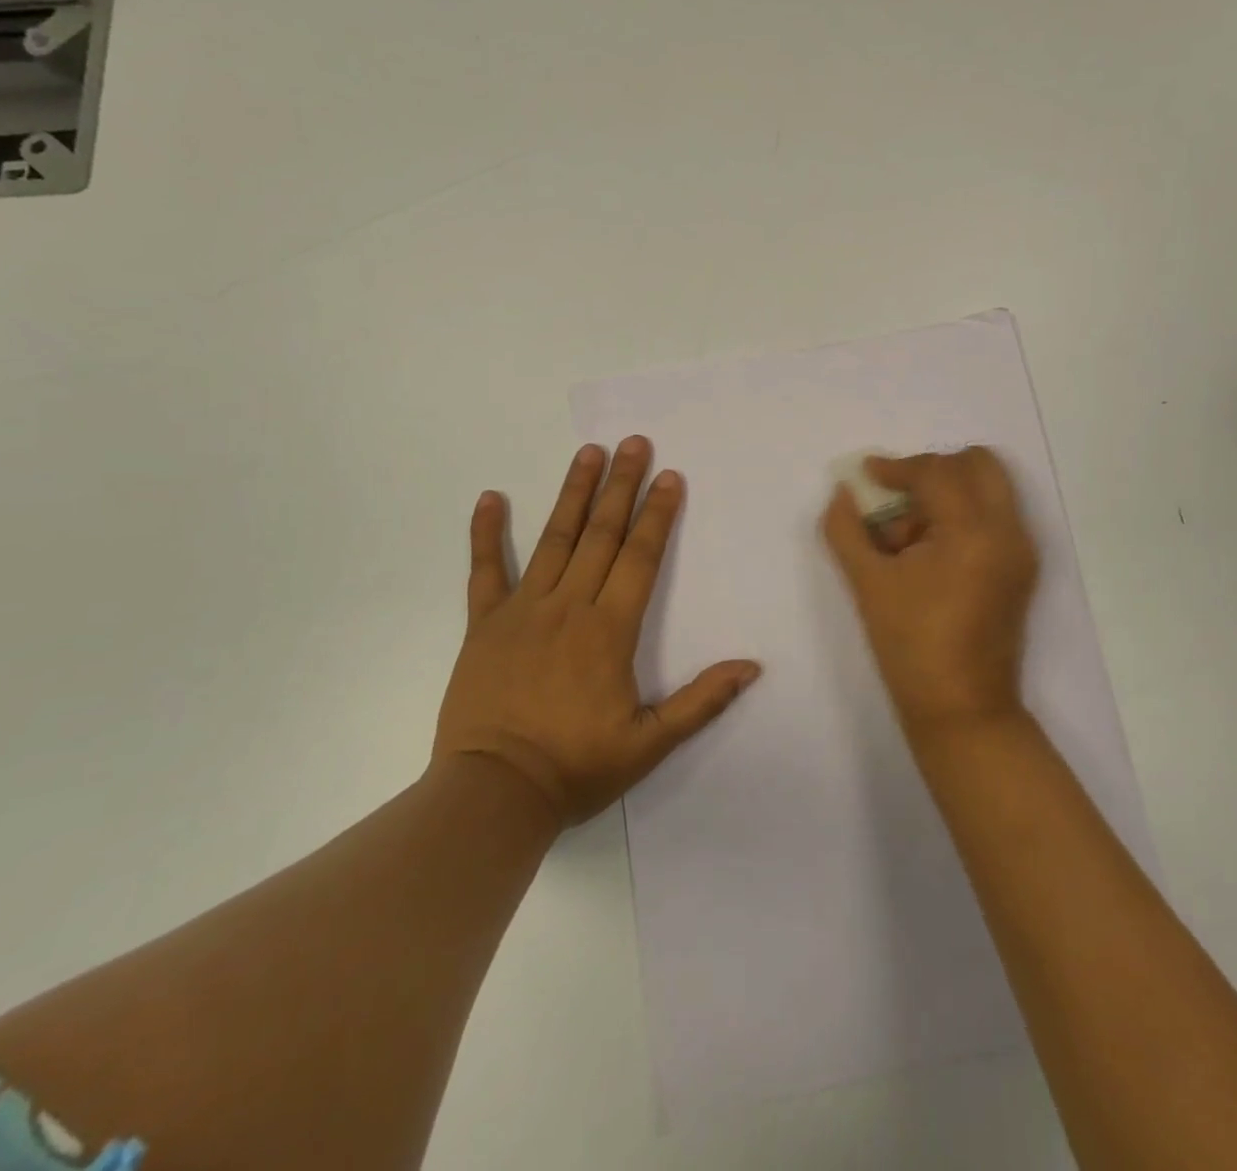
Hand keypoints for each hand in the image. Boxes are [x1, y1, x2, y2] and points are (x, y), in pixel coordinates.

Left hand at [436, 437, 761, 825]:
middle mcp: (569, 606)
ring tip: (587, 452)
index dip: (658, 514)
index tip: (669, 476)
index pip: (640, 557)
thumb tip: (752, 667)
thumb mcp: (650, 744)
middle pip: (601, 534)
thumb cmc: (576, 768)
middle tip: (633, 443)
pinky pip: (484, 570)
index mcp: (609, 630)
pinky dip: (486, 533)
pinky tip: (489, 497)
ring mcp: (522, 610)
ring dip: (573, 493)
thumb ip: (701, 701)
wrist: (493, 794)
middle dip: (621, 485)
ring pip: (553, 539)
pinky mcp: (484, 624)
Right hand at [821, 448, 1038, 739]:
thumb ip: (846, 529)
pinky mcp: (1022, 568)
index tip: (866, 474)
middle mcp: (1008, 531)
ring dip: (949, 491)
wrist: (962, 709)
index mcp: (972, 532)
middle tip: (897, 496)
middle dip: (933, 469)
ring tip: (909, 535)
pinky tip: (929, 552)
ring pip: (990, 488)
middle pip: (978, 464)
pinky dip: (963, 514)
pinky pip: (995, 516)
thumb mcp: (867, 583)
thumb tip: (843, 492)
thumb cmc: (911, 646)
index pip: (936, 473)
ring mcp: (1021, 550)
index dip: (896, 468)